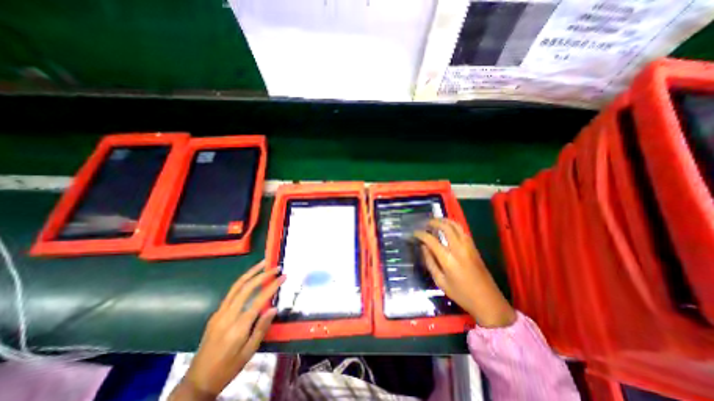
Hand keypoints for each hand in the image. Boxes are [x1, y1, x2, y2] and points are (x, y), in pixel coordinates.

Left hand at [170, 261, 286, 399]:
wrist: (197, 382)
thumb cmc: (228, 368)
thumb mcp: (248, 353)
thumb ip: (261, 328)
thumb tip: (274, 308)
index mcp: (237, 327)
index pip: (258, 300)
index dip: (272, 286)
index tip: (283, 276)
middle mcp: (227, 316)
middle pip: (245, 288)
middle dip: (262, 274)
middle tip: (275, 267)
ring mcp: (219, 313)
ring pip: (236, 287)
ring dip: (250, 273)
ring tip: (262, 264)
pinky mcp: (216, 314)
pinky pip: (231, 293)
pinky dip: (243, 281)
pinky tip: (251, 278)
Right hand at [416, 219, 515, 329]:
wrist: (488, 301)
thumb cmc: (461, 294)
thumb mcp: (440, 282)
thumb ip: (430, 262)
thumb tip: (423, 247)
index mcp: (448, 259)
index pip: (431, 240)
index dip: (421, 234)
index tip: (415, 233)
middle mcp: (459, 249)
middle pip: (446, 227)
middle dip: (434, 222)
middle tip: (426, 223)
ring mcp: (469, 247)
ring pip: (457, 226)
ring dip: (445, 221)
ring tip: (436, 221)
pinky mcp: (475, 248)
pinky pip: (463, 231)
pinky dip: (454, 226)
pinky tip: (449, 228)